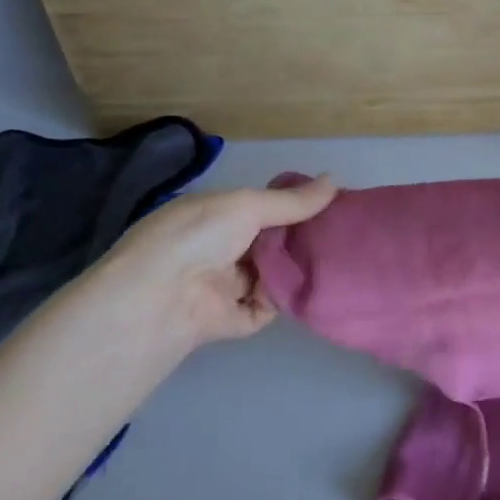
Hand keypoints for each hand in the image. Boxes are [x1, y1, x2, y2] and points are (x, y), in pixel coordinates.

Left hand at [83, 177, 338, 346]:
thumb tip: (335, 180)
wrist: (160, 299)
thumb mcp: (246, 206)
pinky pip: (269, 306)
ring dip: (296, 268)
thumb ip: (292, 201)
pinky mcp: (234, 319)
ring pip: (272, 274)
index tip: (330, 203)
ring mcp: (225, 286)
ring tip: (336, 257)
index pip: (260, 207)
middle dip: (300, 237)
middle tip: (339, 232)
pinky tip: (311, 287)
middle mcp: (219, 248)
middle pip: (270, 241)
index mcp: (214, 216)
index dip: (293, 205)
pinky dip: (285, 299)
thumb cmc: (199, 237)